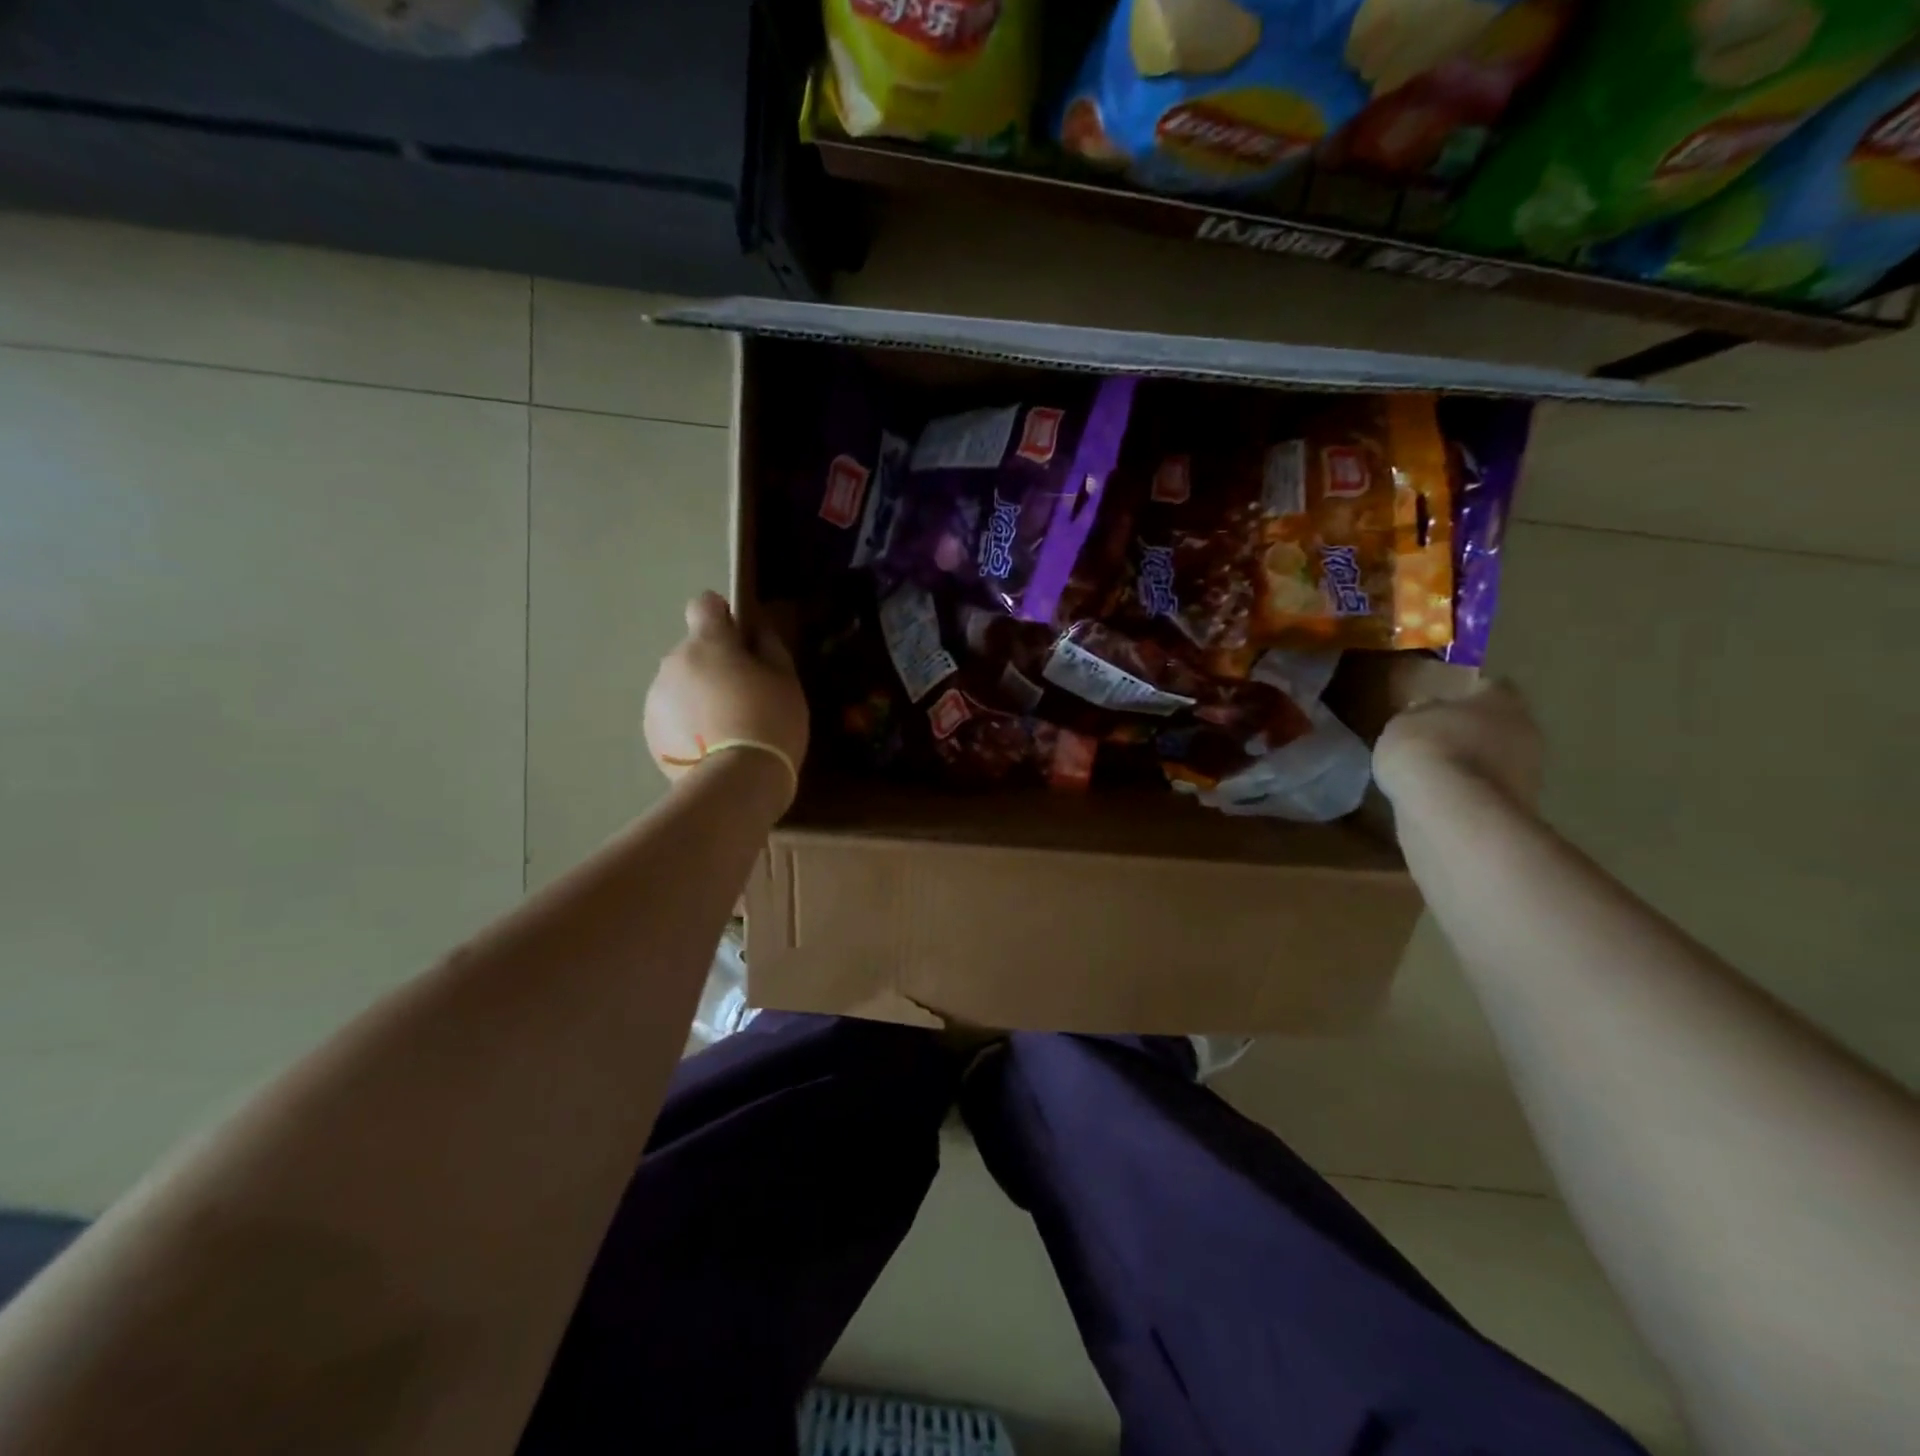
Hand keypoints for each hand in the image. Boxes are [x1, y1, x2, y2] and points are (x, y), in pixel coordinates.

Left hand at [644, 592, 808, 806]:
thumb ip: (770, 647)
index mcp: (707, 643)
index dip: (723, 617)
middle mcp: (673, 663)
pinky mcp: (650, 732)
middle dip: (714, 665)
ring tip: (726, 730)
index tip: (742, 641)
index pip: (704, 605)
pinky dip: (687, 724)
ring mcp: (656, 698)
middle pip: (694, 651)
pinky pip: (672, 716)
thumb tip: (757, 630)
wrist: (735, 782)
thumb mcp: (786, 681)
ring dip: (699, 696)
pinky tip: (710, 748)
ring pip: (681, 685)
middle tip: (744, 697)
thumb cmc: (769, 723)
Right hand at [1372, 676, 1542, 811]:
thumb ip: (1420, 716)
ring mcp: (1528, 773)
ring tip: (1434, 774)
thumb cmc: (1425, 749)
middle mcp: (1524, 730)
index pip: (1487, 687)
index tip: (1440, 704)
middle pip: (1498, 725)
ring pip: (1496, 760)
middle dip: (1472, 732)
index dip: (1464, 695)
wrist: (1451, 811)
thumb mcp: (1403, 722)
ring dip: (1472, 765)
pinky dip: (1468, 793)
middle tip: (1436, 740)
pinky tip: (1441, 799)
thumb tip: (1427, 716)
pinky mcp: (1519, 808)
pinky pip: (1487, 792)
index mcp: (1500, 699)